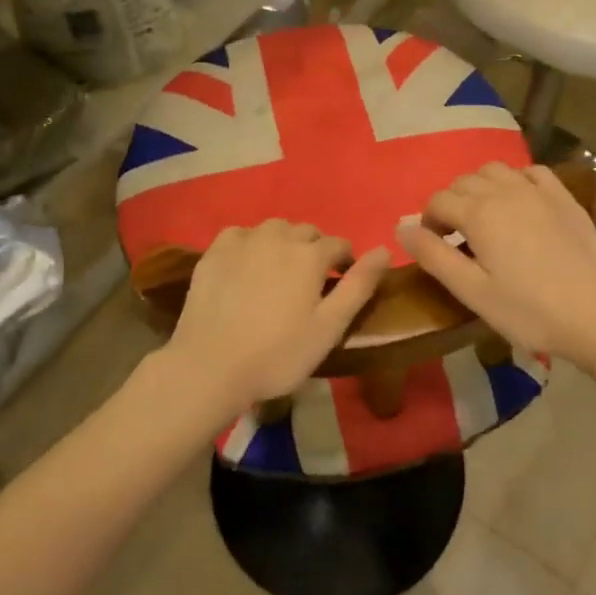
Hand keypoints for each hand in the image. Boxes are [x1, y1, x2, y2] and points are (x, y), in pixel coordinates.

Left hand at [165, 220, 389, 413]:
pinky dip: (250, 243)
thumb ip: (359, 285)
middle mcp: (279, 236)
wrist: (210, 366)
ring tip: (279, 272)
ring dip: (283, 242)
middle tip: (309, 282)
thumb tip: (384, 250)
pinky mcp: (214, 252)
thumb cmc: (278, 354)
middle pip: (306, 232)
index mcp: (310, 255)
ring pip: (274, 228)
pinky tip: (246, 266)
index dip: (345, 261)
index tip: (340, 284)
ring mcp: (243, 241)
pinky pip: (241, 234)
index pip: (339, 244)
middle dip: (314, 250)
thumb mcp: (329, 327)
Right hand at [398, 163, 595, 371]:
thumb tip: (400, 227)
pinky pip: (531, 172)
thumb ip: (434, 256)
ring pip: (495, 170)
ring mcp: (537, 190)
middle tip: (458, 238)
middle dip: (452, 204)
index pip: (437, 201)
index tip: (436, 248)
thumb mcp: (473, 292)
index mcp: (478, 213)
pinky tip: (519, 202)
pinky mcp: (564, 197)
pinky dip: (516, 180)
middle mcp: (504, 190)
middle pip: (463, 182)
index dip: (428, 222)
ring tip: (485, 218)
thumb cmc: (529, 310)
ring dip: (480, 187)